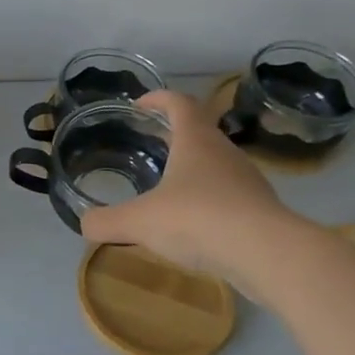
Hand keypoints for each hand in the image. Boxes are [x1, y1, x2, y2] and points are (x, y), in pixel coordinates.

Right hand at [80, 89, 298, 280]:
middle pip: (200, 132)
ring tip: (167, 187)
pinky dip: (209, 201)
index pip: (179, 103)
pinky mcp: (261, 211)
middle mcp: (224, 154)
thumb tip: (84, 224)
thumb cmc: (198, 220)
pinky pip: (229, 197)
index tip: (139, 105)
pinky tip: (193, 225)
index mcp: (195, 141)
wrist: (269, 255)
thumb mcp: (139, 221)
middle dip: (174, 134)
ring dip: (193, 169)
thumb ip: (106, 221)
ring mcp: (248, 182)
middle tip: (150, 144)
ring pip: (217, 165)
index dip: (158, 99)